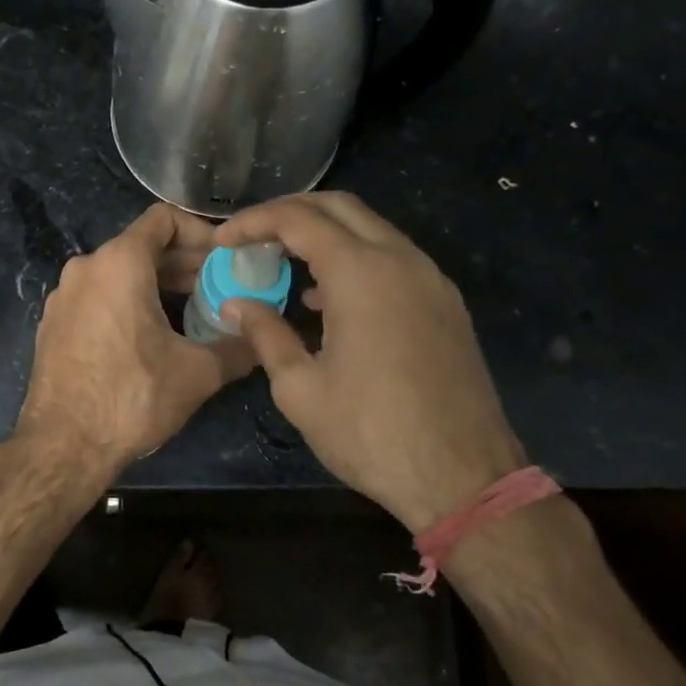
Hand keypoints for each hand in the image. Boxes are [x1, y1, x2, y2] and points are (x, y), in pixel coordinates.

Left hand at [16, 203, 254, 475]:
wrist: (62, 446)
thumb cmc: (132, 399)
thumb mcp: (197, 373)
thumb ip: (238, 348)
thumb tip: (264, 340)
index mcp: (119, 263)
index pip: (164, 218)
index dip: (201, 232)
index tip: (224, 259)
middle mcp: (86, 267)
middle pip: (143, 246)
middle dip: (185, 263)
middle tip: (221, 287)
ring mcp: (64, 295)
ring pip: (120, 272)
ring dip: (159, 283)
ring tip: (194, 310)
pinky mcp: (54, 322)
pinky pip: (99, 295)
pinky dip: (129, 301)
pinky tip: (153, 335)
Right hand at [214, 192, 524, 532]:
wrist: (463, 478)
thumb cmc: (371, 434)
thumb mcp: (301, 389)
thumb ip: (266, 335)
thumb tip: (236, 304)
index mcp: (361, 273)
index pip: (298, 219)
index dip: (253, 222)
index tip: (223, 240)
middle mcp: (401, 260)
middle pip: (339, 207)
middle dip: (290, 212)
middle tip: (253, 237)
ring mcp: (431, 279)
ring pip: (371, 229)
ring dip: (325, 234)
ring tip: (284, 263)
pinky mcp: (446, 304)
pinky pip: (394, 259)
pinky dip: (355, 258)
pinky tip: (328, 298)